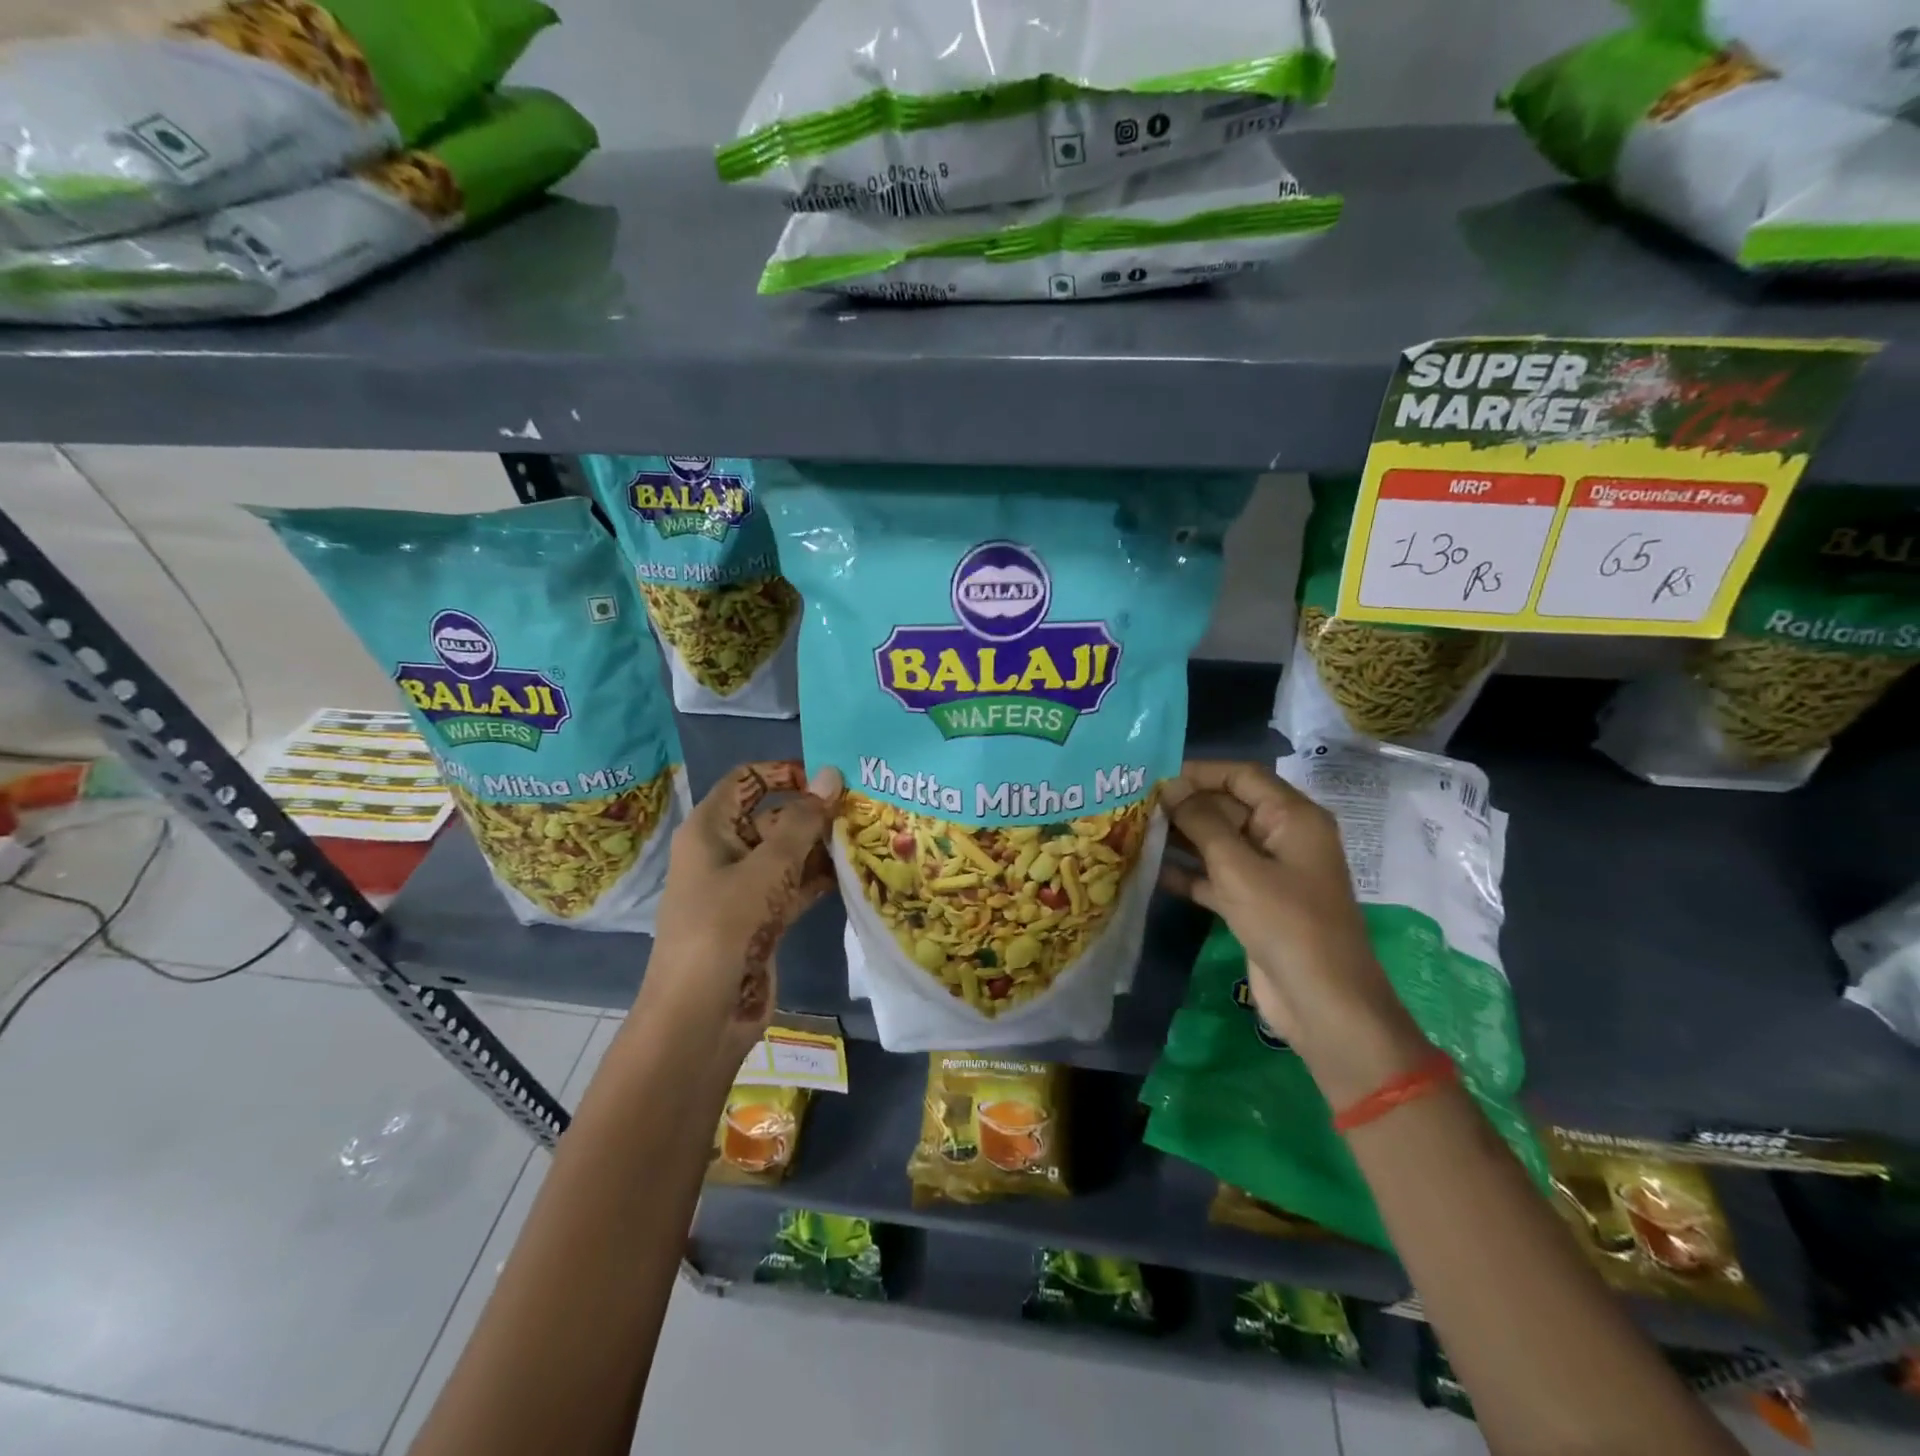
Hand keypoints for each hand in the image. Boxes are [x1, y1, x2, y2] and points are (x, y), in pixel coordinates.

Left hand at [641, 761, 842, 1062]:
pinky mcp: (761, 919)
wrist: (702, 1014)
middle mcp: (725, 852)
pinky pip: (793, 886)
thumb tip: (830, 774)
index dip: (784, 772)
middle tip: (861, 809)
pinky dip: (818, 879)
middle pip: (772, 815)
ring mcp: (743, 888)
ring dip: (820, 847)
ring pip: (786, 853)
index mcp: (711, 828)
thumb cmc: (725, 926)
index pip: (746, 780)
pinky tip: (854, 873)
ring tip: (866, 836)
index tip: (827, 780)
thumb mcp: (766, 867)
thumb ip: (803, 821)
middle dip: (812, 812)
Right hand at [1159, 760, 1428, 1105]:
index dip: (1200, 772)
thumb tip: (1170, 787)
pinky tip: (1151, 871)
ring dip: (1183, 838)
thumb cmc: (1287, 924)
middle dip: (1186, 805)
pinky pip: (1217, 876)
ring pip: (1220, 843)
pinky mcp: (1255, 904)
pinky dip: (1189, 873)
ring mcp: (1270, 873)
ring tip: (1135, 831)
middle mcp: (1283, 838)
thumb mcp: (1239, 868)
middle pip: (1229, 807)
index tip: (1155, 775)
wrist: (1323, 1003)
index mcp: (1293, 818)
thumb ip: (1202, 822)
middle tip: (1135, 805)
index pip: (1243, 777)